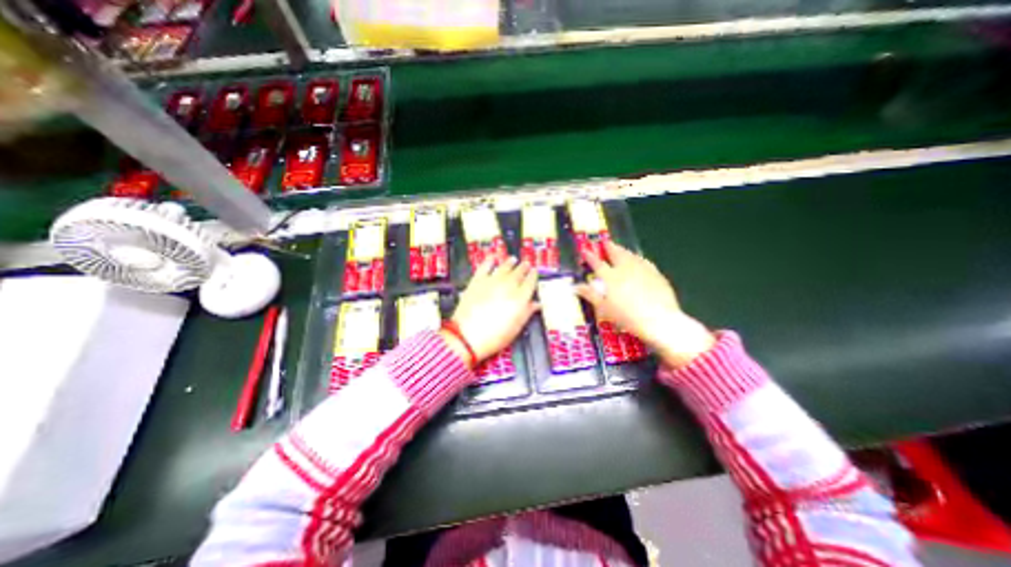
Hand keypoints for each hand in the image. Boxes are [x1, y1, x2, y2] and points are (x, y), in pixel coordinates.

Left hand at [443, 256, 535, 363]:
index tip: (534, 272)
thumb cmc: (495, 336)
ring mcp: (492, 281)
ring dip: (510, 262)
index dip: (533, 276)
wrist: (467, 336)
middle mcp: (508, 286)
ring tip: (513, 259)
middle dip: (523, 267)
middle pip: (519, 273)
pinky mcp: (477, 280)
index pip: (530, 282)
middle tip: (526, 263)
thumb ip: (527, 313)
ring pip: (504, 267)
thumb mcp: (515, 328)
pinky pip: (485, 266)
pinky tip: (492, 257)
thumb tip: (537, 304)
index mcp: (520, 298)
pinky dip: (489, 260)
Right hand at [577, 242, 718, 369]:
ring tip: (619, 248)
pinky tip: (638, 259)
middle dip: (609, 247)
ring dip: (623, 250)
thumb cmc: (627, 317)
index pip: (597, 263)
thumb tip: (575, 286)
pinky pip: (644, 261)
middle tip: (605, 242)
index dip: (590, 256)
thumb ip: (590, 295)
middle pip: (616, 254)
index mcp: (611, 277)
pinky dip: (637, 258)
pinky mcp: (656, 274)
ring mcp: (642, 269)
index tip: (585, 249)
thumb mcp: (604, 308)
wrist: (659, 320)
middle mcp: (625, 269)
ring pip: (631, 255)